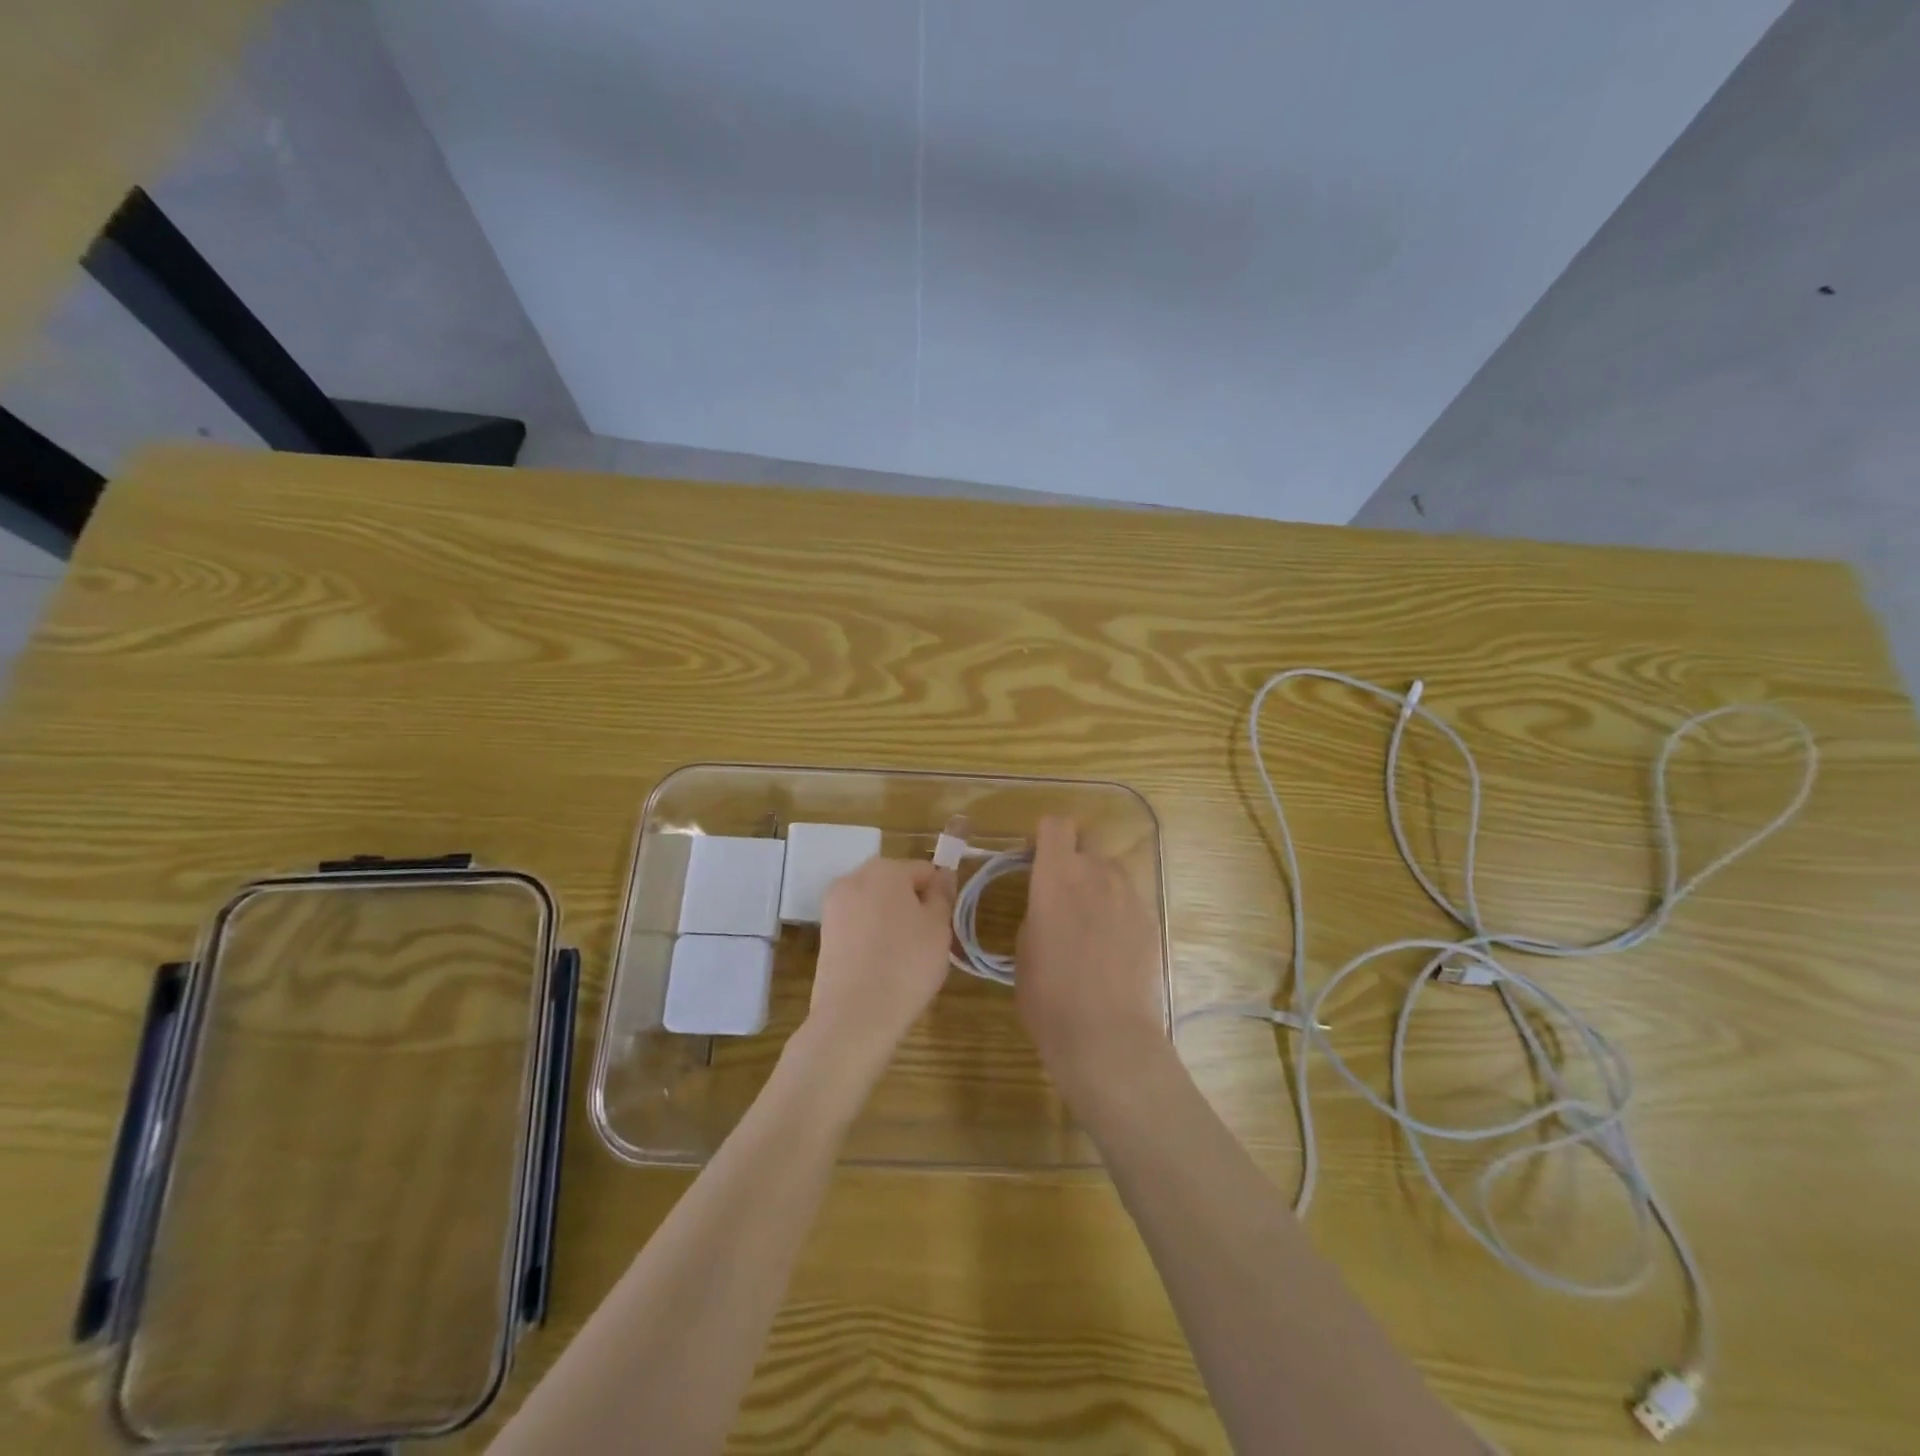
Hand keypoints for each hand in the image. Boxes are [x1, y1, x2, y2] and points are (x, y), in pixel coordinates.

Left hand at [810, 856, 956, 1068]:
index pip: (924, 871)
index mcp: (885, 869)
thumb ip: (943, 895)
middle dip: (912, 905)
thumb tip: (943, 875)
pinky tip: (880, 966)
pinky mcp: (825, 934)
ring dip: (891, 921)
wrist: (855, 1016)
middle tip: (926, 941)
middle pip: (895, 883)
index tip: (943, 926)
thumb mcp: (939, 927)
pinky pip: (858, 925)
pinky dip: (871, 937)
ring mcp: (834, 906)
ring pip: (875, 905)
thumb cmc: (907, 964)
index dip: (939, 896)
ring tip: (903, 958)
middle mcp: (854, 878)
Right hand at [1016, 816, 1169, 1105]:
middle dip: (1072, 864)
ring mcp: (1130, 896)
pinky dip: (1117, 914)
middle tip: (1061, 899)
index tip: (1035, 860)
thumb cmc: (1049, 996)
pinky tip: (1111, 951)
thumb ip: (1038, 911)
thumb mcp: (1024, 950)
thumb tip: (1051, 905)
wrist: (1108, 1037)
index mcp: (1058, 876)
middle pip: (1085, 847)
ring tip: (1089, 928)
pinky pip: (1129, 902)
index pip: (1056, 825)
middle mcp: (1097, 874)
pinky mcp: (1151, 921)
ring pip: (1110, 874)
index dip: (1044, 837)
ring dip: (1096, 887)